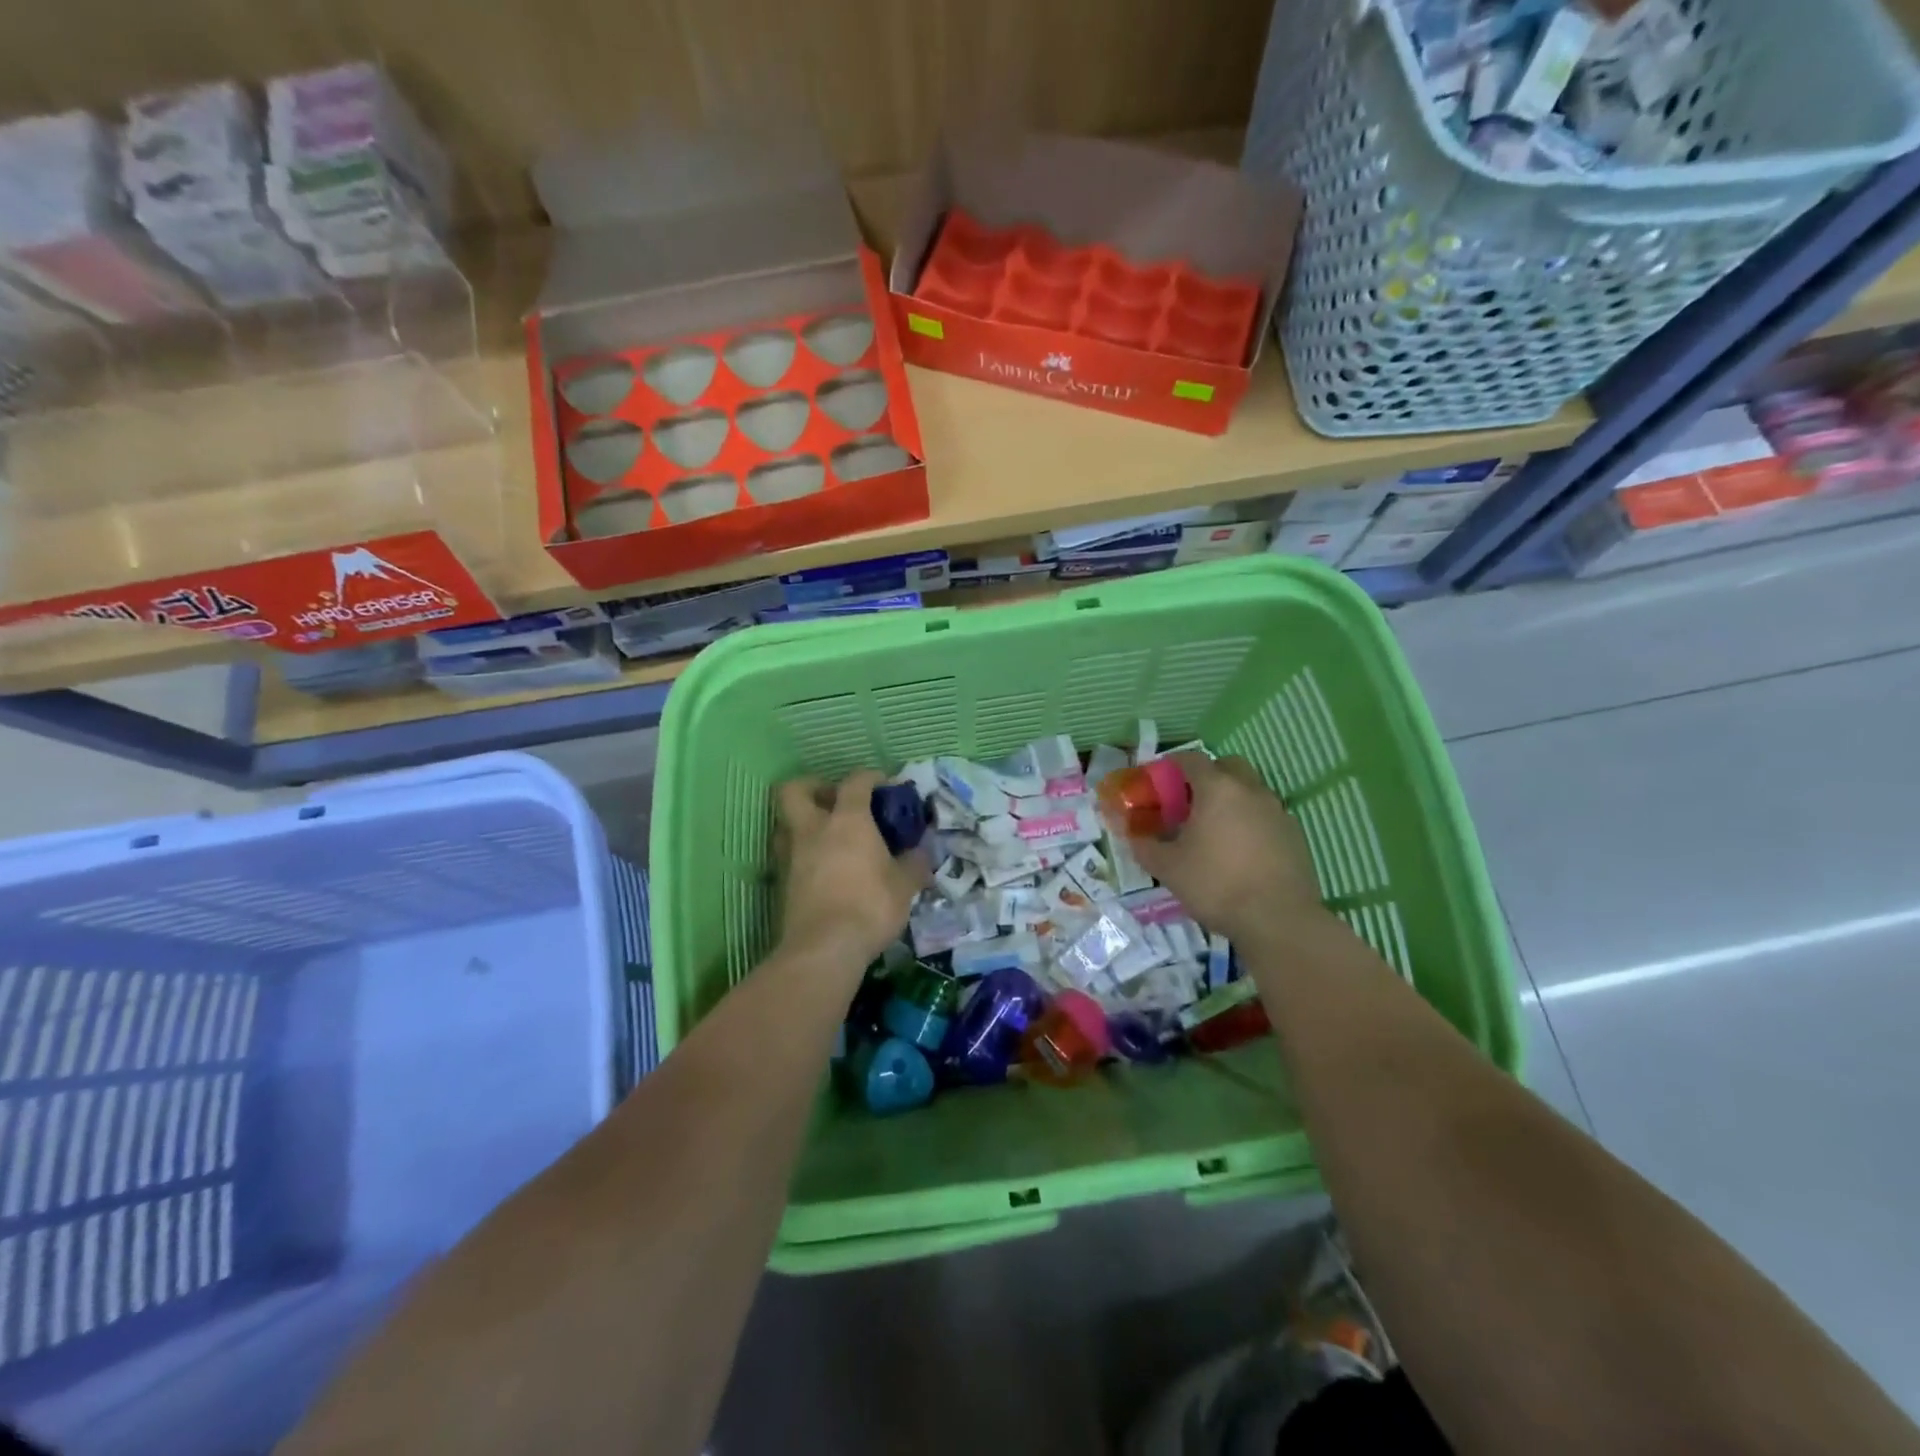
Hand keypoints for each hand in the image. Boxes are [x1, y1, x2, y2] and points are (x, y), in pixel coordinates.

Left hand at [775, 769, 929, 969]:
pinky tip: (821, 868)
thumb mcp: (905, 885)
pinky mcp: (781, 882)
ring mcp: (791, 855)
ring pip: (785, 822)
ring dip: (803, 822)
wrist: (824, 948)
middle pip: (795, 790)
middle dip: (813, 787)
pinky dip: (801, 853)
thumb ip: (914, 863)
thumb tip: (922, 852)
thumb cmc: (870, 906)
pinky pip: (787, 854)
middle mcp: (813, 828)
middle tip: (835, 800)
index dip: (870, 777)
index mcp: (847, 820)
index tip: (884, 785)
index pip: (855, 781)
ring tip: (826, 836)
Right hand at [1126, 753, 1328, 951]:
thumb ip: (1144, 845)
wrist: (1278, 920)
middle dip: (1206, 776)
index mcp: (1217, 789)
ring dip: (1231, 799)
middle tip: (1188, 801)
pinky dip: (1250, 821)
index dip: (1170, 765)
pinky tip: (1239, 850)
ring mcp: (1277, 811)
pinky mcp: (1295, 834)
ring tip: (1213, 829)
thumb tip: (1132, 835)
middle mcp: (1250, 790)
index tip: (1157, 780)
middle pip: (1227, 766)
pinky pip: (1266, 815)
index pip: (1191, 759)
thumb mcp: (1167, 868)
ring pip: (1250, 790)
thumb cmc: (1216, 885)